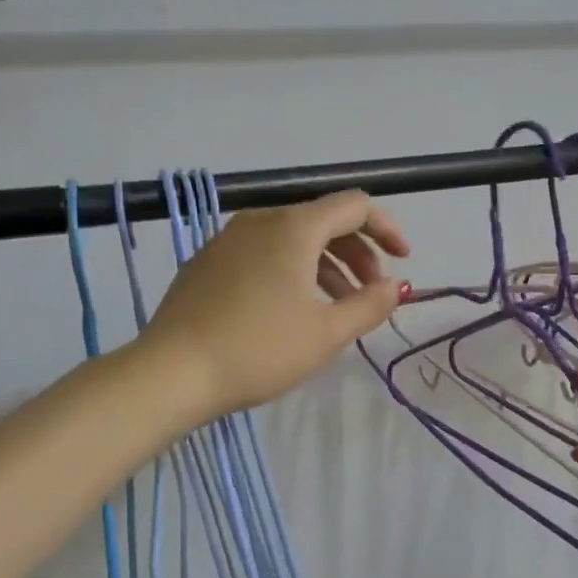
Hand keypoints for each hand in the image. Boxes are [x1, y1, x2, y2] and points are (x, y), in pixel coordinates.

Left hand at [138, 190, 410, 418]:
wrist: (173, 372)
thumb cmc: (259, 349)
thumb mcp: (327, 333)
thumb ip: (370, 304)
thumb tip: (396, 286)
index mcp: (293, 227)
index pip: (354, 205)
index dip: (387, 228)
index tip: (404, 261)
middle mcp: (260, 221)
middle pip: (323, 221)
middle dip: (358, 252)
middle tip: (371, 292)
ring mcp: (227, 240)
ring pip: (291, 239)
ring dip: (326, 266)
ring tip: (337, 308)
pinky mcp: (207, 263)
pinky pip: (263, 254)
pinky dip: (291, 271)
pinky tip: (292, 310)